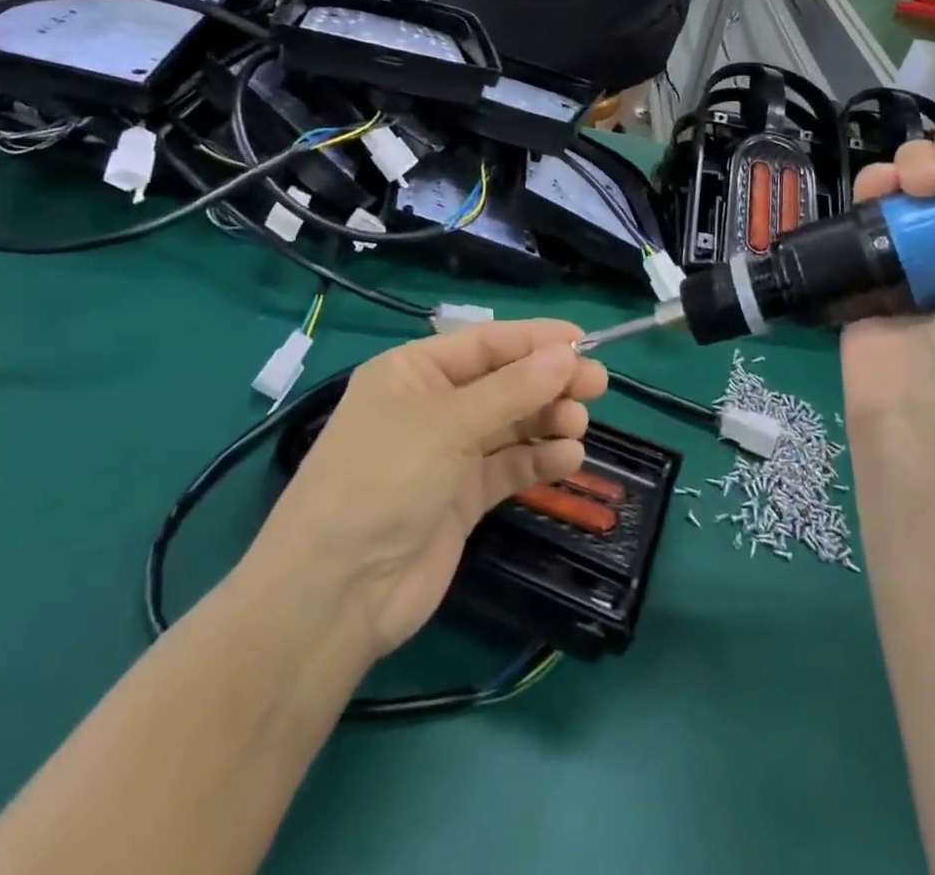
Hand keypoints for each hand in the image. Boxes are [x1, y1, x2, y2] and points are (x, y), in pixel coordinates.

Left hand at [250, 320, 605, 655]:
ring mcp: (448, 454)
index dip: (535, 340)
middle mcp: (432, 406)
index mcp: (414, 371)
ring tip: (578, 426)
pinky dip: (539, 460)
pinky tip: (568, 459)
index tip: (584, 342)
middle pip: (504, 382)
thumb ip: (513, 389)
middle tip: (597, 385)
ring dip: (547, 420)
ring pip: (511, 424)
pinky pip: (510, 466)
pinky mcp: (463, 498)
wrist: (337, 594)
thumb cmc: (384, 479)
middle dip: (549, 381)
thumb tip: (567, 354)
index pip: (486, 342)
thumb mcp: (448, 424)